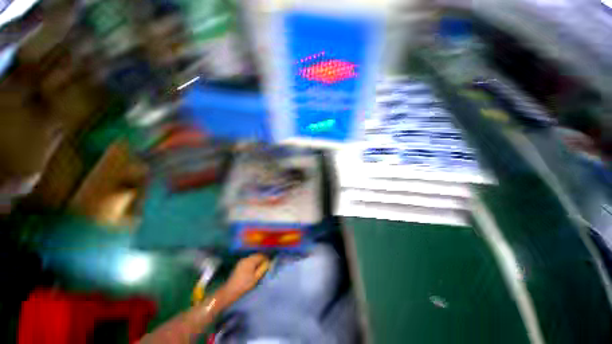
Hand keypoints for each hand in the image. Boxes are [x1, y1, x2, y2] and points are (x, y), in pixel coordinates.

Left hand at [222, 254, 268, 300]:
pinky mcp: (239, 264)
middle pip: (256, 255)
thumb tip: (268, 262)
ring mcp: (242, 261)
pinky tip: (253, 268)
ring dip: (257, 260)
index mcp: (251, 260)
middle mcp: (246, 258)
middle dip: (261, 259)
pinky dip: (252, 262)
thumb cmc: (244, 285)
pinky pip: (248, 260)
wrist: (230, 291)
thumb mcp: (256, 278)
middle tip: (265, 265)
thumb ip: (263, 269)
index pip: (261, 255)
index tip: (270, 263)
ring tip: (260, 267)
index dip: (266, 258)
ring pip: (252, 258)